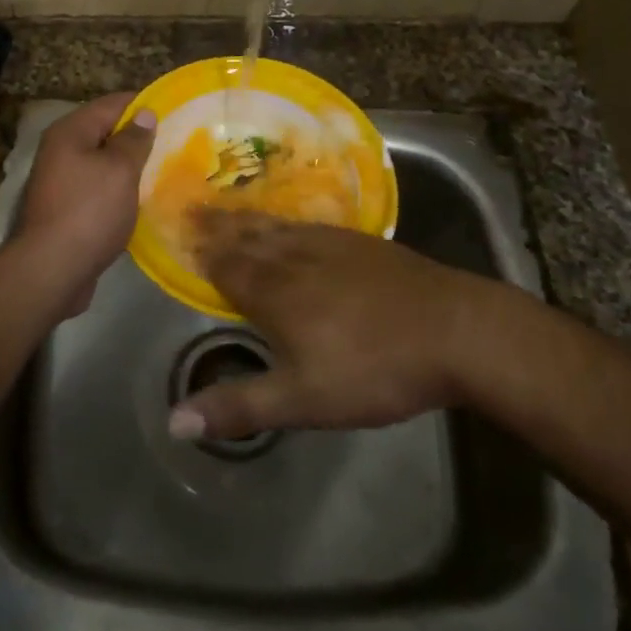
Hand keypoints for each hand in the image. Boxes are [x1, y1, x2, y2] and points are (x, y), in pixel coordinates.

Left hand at [12, 92, 155, 310]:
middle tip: (177, 143)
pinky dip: (119, 190)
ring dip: (130, 166)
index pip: (112, 104)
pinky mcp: (67, 208)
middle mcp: (61, 150)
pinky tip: (143, 200)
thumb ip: (134, 140)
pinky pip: (99, 188)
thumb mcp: (119, 170)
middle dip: (138, 137)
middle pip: (105, 132)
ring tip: (165, 170)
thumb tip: (144, 113)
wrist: (51, 270)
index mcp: (70, 132)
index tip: (175, 112)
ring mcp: (61, 181)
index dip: (143, 105)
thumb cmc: (89, 211)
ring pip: (103, 163)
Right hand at [171, 211, 491, 440]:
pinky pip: (310, 225)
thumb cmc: (374, 369)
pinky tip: (293, 225)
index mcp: (275, 292)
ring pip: (278, 228)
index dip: (204, 254)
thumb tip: (174, 420)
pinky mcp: (362, 243)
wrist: (455, 331)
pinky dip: (288, 221)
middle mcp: (295, 258)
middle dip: (218, 227)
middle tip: (194, 210)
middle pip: (248, 238)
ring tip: (230, 210)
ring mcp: (331, 245)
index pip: (228, 266)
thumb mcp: (303, 400)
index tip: (182, 236)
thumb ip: (240, 406)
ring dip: (248, 220)